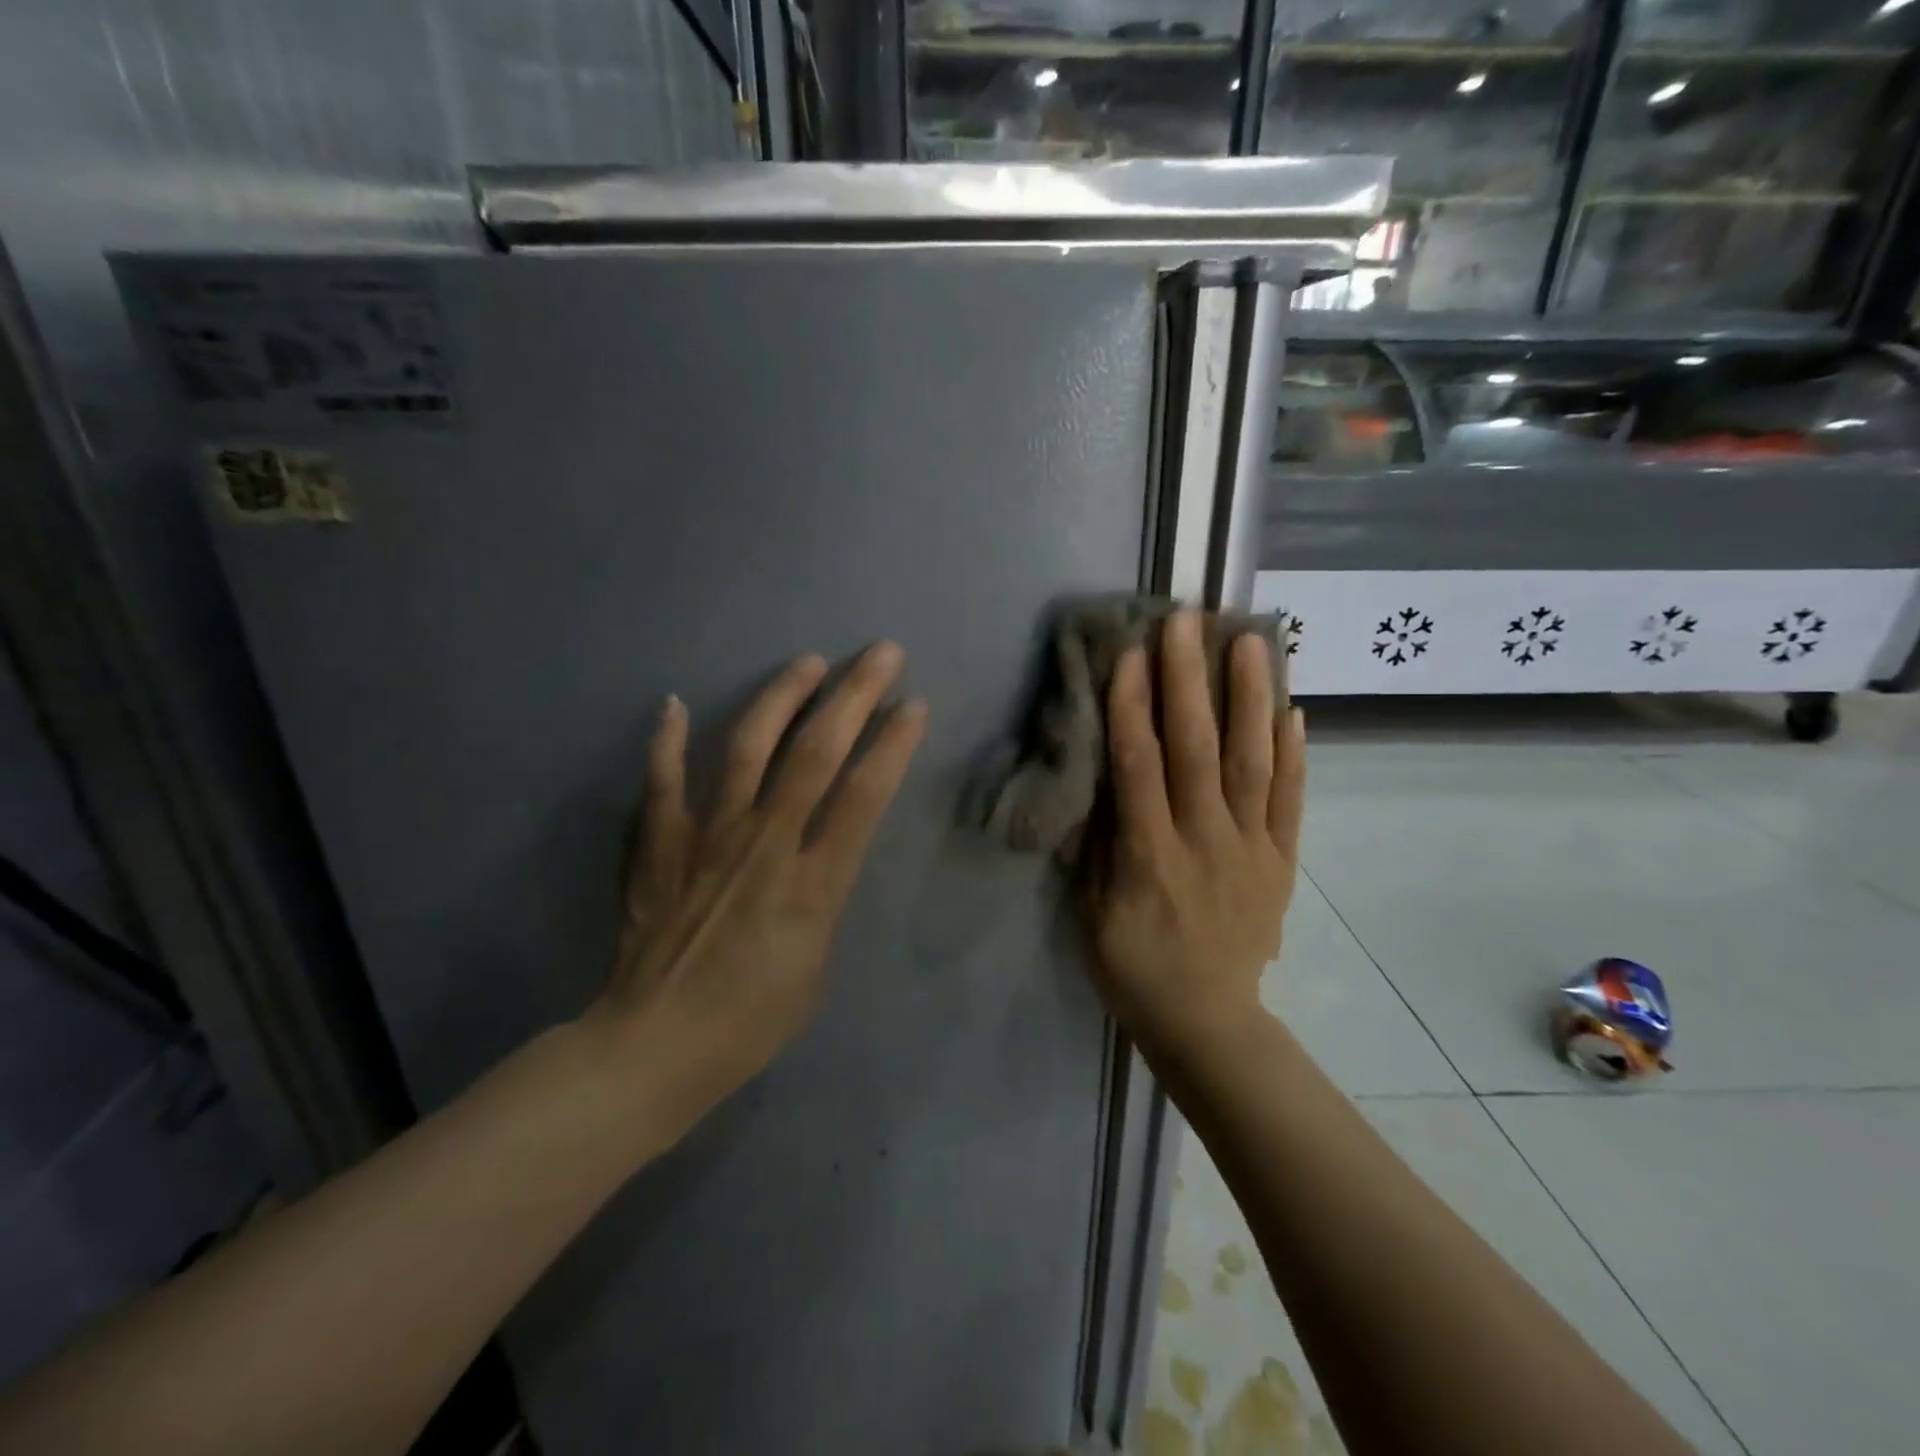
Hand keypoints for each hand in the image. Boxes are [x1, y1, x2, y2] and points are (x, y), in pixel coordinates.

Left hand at [586, 643, 927, 1133]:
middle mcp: (764, 844)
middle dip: (853, 696)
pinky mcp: (660, 845)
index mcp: (813, 883)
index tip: (914, 704)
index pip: (863, 796)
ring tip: (806, 661)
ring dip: (780, 698)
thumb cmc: (752, 1020)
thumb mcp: (817, 966)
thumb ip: (824, 897)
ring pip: (747, 750)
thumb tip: (818, 855)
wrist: (656, 1047)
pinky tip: (674, 704)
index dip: (892, 744)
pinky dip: (667, 741)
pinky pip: (663, 782)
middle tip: (880, 653)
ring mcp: (707, 838)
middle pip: (815, 754)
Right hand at [1085, 609, 1305, 1061]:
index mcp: (1150, 856)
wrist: (1207, 1022)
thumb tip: (1102, 776)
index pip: (1140, 767)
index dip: (1134, 707)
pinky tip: (1293, 709)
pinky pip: (1292, 800)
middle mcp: (1205, 841)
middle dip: (1190, 680)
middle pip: (1198, 750)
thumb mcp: (1092, 913)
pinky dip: (1294, 754)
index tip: (1133, 652)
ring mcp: (1252, 848)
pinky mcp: (1282, 860)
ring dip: (1251, 699)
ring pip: (1254, 763)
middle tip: (1188, 621)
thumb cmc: (1134, 967)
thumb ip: (1099, 843)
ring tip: (1253, 640)